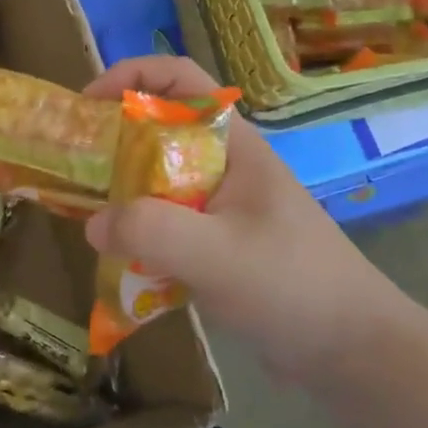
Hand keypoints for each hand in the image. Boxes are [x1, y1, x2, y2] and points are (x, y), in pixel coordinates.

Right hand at [83, 56, 415, 380]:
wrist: (353, 352)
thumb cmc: (293, 286)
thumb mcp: (217, 255)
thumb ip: (151, 233)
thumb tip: (93, 223)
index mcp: (233, 145)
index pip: (180, 79)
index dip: (130, 76)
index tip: (86, 105)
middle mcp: (224, 166)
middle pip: (160, 130)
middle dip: (113, 141)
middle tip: (74, 169)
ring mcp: (222, 207)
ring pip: (159, 181)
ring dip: (122, 194)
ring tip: (86, 216)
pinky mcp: (219, 244)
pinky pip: (167, 225)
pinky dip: (140, 235)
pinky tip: (119, 262)